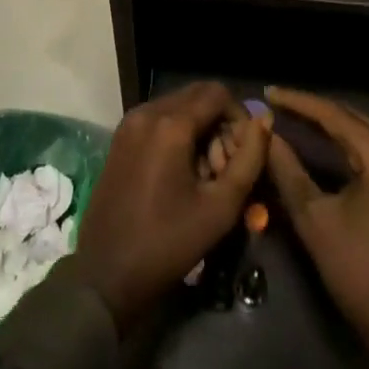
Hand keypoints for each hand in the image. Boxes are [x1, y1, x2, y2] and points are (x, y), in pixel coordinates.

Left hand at [75, 82, 270, 332]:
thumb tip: (263, 121)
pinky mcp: (120, 137)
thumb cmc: (167, 243)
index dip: (239, 116)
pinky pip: (158, 119)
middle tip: (226, 165)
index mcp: (171, 124)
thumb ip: (248, 160)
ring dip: (199, 128)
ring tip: (205, 173)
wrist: (105, 274)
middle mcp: (147, 111)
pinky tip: (181, 172)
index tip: (244, 152)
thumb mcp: (219, 208)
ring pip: (178, 106)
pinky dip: (177, 133)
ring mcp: (129, 123)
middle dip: (219, 122)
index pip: (217, 93)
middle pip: (196, 96)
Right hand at [265, 88, 368, 368]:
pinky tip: (321, 142)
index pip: (334, 115)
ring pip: (362, 133)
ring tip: (293, 117)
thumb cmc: (359, 272)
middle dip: (312, 110)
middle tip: (277, 103)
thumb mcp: (314, 219)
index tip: (269, 92)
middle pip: (351, 118)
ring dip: (329, 125)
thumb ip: (288, 169)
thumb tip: (266, 135)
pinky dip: (345, 144)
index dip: (298, 102)